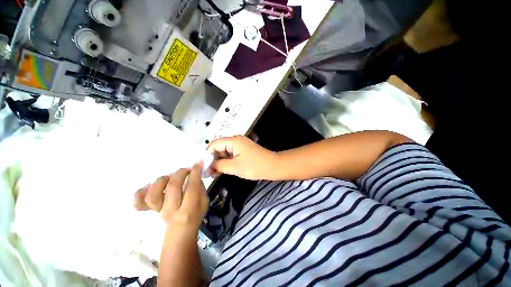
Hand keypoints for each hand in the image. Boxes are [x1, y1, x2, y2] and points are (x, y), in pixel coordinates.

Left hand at [134, 163, 208, 230]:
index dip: (195, 173)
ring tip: (169, 177)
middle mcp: (171, 211)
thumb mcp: (204, 202)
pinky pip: (138, 203)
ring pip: (153, 194)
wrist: (180, 232)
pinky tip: (149, 186)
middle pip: (173, 187)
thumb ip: (200, 187)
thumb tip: (195, 173)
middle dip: (180, 173)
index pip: (192, 188)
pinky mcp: (149, 211)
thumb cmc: (195, 215)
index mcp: (188, 210)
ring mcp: (158, 211)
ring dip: (162, 180)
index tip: (197, 164)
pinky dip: (140, 193)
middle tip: (186, 169)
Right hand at [207, 136, 277, 179]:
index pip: (214, 145)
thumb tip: (208, 165)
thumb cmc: (254, 166)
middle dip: (213, 159)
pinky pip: (232, 154)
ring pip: (225, 151)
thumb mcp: (234, 167)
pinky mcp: (244, 150)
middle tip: (208, 172)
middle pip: (219, 147)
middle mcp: (236, 140)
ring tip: (214, 173)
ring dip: (220, 161)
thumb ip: (219, 165)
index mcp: (233, 141)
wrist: (273, 166)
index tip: (203, 167)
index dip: (207, 155)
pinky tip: (222, 170)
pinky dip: (227, 161)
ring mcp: (241, 145)